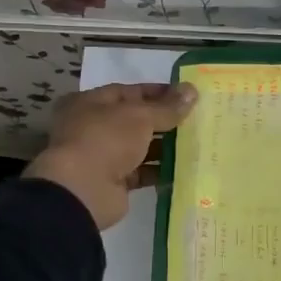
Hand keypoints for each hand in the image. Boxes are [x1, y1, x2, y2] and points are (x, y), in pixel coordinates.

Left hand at [26, 81, 197, 230]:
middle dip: (165, 120)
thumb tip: (192, 90)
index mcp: (90, 103)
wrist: (83, 190)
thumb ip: (167, 107)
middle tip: (197, 120)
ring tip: (196, 143)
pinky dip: (160, 170)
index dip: (158, 92)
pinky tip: (185, 168)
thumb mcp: (140, 116)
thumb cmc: (106, 139)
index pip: (129, 92)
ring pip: (140, 147)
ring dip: (165, 146)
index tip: (187, 95)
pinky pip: (142, 172)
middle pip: (135, 120)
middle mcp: (93, 127)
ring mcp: (102, 156)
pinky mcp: (114, 182)